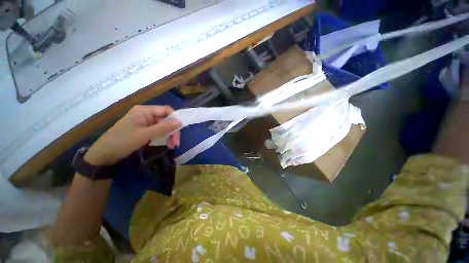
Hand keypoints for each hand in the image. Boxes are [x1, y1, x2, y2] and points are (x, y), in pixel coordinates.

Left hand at [84, 105, 180, 165]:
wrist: (103, 155)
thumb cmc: (122, 141)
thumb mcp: (145, 134)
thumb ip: (164, 127)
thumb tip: (181, 122)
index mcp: (145, 111)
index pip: (166, 110)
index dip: (175, 118)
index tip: (180, 130)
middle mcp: (146, 114)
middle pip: (166, 120)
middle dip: (173, 131)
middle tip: (176, 143)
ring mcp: (145, 123)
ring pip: (163, 127)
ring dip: (169, 136)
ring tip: (172, 146)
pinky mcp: (144, 131)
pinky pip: (158, 132)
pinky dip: (163, 138)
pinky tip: (166, 145)